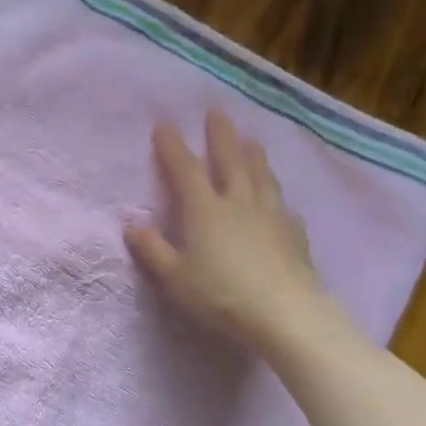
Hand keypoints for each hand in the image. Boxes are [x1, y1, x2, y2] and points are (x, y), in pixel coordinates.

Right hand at [124, 110, 345, 355]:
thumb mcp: (174, 277)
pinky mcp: (294, 234)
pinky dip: (276, 196)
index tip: (164, 124)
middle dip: (220, 136)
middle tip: (216, 112)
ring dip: (254, 155)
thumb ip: (152, 250)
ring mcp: (270, 215)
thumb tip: (131, 225)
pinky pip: (283, 205)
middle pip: (230, 160)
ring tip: (251, 139)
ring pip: (261, 176)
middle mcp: (238, 202)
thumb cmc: (220, 294)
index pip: (185, 169)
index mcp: (205, 210)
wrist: (284, 313)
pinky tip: (280, 200)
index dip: (172, 146)